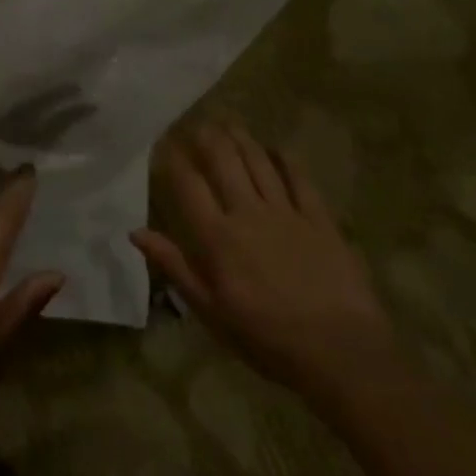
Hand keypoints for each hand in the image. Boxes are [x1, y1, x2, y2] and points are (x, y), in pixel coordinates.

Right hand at [132, 121, 393, 400]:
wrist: (339, 351)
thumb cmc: (267, 339)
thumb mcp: (210, 311)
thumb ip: (175, 266)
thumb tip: (136, 232)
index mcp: (217, 237)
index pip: (188, 186)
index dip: (174, 160)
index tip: (165, 143)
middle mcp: (248, 213)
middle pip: (223, 162)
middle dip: (207, 138)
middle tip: (197, 124)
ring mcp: (286, 212)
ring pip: (258, 162)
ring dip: (241, 139)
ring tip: (229, 124)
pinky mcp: (319, 218)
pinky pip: (299, 179)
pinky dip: (285, 160)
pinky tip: (277, 149)